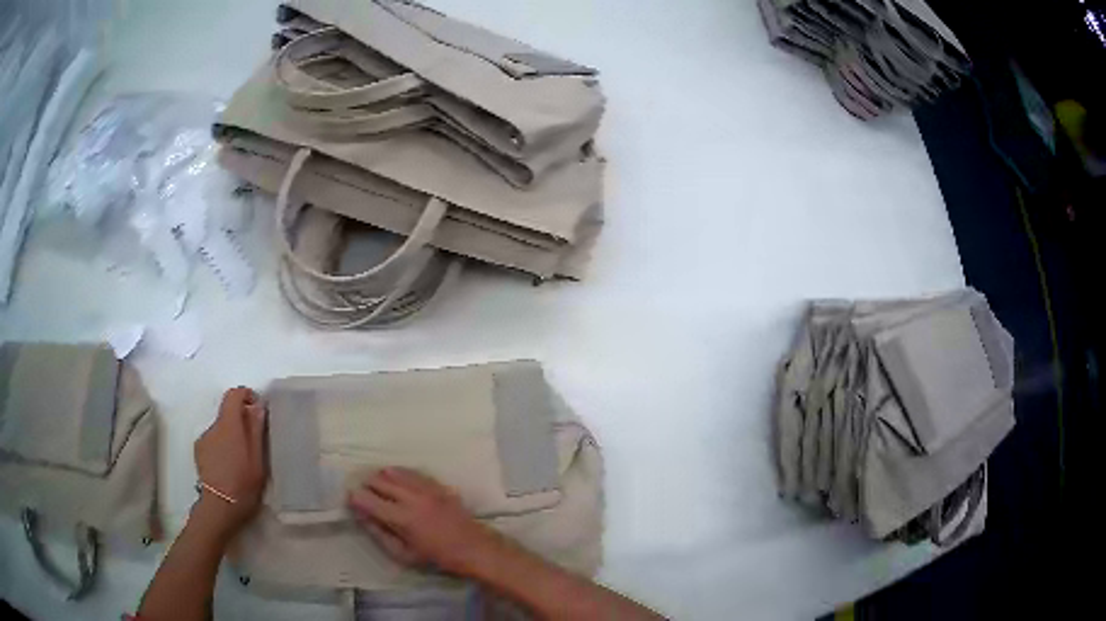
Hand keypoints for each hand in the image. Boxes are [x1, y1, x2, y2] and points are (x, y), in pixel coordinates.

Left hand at [193, 387, 267, 536]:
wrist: (219, 506)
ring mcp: (204, 438)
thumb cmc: (243, 483)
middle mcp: (213, 426)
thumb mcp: (257, 459)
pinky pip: (213, 440)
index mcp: (229, 424)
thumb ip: (256, 430)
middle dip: (241, 421)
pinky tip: (229, 466)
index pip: (234, 394)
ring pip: (221, 428)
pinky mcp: (199, 451)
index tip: (257, 410)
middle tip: (254, 443)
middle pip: (227, 412)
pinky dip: (222, 446)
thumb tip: (257, 406)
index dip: (246, 396)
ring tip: (241, 460)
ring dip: (231, 436)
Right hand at [348, 468, 502, 575]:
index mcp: (401, 518)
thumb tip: (361, 516)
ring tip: (377, 485)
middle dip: (366, 485)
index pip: (368, 500)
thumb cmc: (437, 557)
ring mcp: (425, 488)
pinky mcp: (437, 485)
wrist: (474, 548)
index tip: (350, 499)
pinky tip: (396, 478)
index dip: (355, 498)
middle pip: (378, 481)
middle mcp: (410, 498)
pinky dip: (399, 473)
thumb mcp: (404, 554)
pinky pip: (412, 472)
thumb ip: (380, 534)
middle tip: (363, 492)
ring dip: (381, 476)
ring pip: (394, 472)